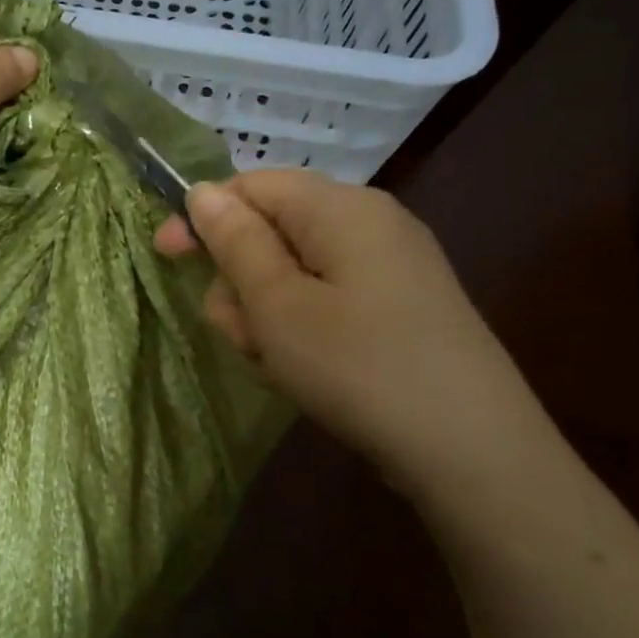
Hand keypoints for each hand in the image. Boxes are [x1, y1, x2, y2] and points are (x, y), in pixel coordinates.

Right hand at [157, 171, 555, 493]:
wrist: (473, 452)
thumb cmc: (359, 366)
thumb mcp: (278, 304)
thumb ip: (235, 242)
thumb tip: (202, 191)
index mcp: (341, 207)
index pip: (251, 186)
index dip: (203, 218)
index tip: (165, 258)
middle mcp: (370, 223)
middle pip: (271, 231)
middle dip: (240, 281)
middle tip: (242, 335)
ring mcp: (390, 267)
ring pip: (293, 272)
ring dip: (266, 314)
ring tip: (275, 363)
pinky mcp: (399, 307)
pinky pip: (327, 300)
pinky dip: (301, 329)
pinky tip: (305, 371)